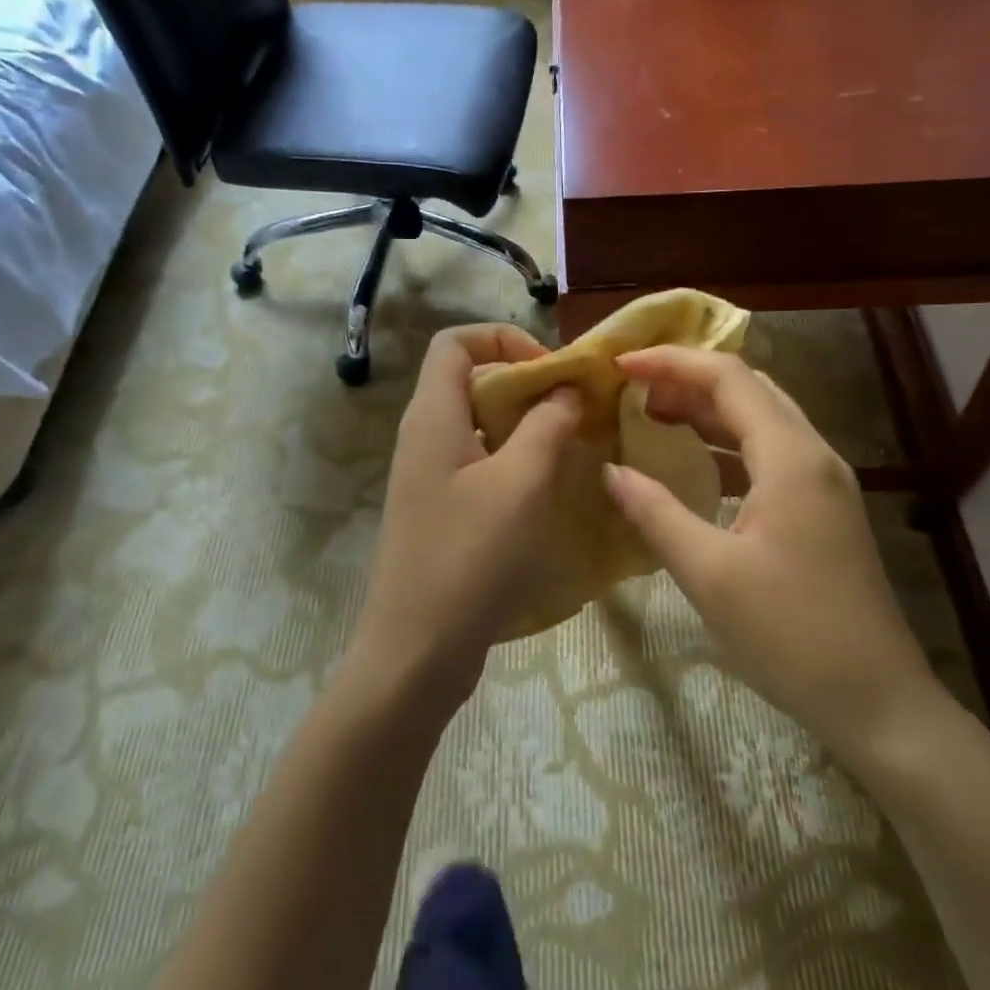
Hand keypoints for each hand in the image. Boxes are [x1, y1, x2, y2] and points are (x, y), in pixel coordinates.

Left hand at [351, 325, 581, 703]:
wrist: (417, 650)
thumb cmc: (470, 556)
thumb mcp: (520, 483)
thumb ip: (546, 425)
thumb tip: (564, 391)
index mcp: (433, 417)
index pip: (455, 342)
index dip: (503, 338)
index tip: (551, 370)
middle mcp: (424, 437)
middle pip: (470, 380)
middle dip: (525, 384)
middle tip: (573, 409)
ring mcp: (428, 477)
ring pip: (478, 425)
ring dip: (524, 426)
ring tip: (571, 446)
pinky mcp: (439, 511)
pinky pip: (478, 464)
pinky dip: (513, 462)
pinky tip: (548, 489)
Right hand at [603, 347, 942, 763]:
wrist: (877, 701)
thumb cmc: (789, 634)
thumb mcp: (709, 573)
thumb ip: (655, 513)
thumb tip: (610, 471)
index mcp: (791, 457)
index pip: (728, 378)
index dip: (671, 362)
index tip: (619, 365)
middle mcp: (814, 455)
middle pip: (749, 390)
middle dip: (687, 380)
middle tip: (632, 391)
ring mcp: (824, 483)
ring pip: (761, 420)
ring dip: (707, 411)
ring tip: (652, 418)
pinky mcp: (823, 509)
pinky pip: (770, 454)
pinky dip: (726, 445)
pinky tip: (694, 465)